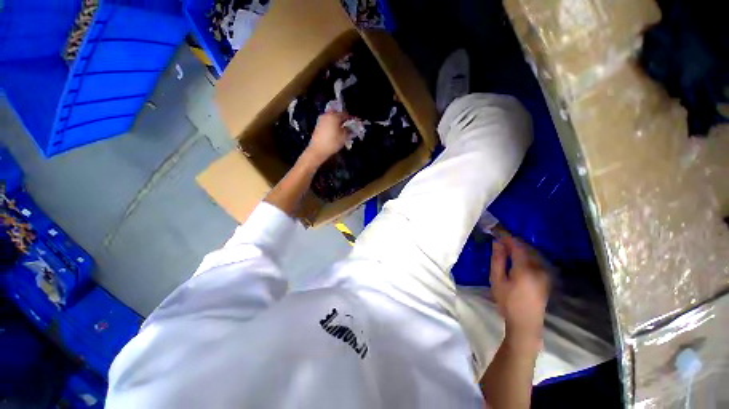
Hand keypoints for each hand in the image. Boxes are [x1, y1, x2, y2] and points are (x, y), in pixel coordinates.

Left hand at [304, 112, 349, 164]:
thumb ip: (349, 130)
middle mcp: (327, 115)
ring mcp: (321, 119)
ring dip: (337, 122)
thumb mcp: (344, 137)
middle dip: (344, 120)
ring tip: (342, 129)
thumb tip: (351, 127)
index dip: (351, 119)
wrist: (318, 150)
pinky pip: (328, 122)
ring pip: (332, 118)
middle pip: (338, 115)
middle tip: (349, 126)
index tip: (355, 123)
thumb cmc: (332, 142)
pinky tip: (335, 131)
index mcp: (334, 116)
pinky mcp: (318, 125)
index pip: (345, 114)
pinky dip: (332, 125)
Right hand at [490, 237, 550, 347]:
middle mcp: (539, 268)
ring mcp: (546, 273)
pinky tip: (517, 256)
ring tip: (506, 246)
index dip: (506, 236)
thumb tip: (498, 243)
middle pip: (527, 247)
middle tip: (499, 238)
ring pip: (533, 252)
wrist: (526, 323)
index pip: (517, 246)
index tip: (496, 230)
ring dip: (520, 246)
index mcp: (525, 269)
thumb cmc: (507, 302)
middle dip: (513, 240)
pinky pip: (537, 259)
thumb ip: (497, 260)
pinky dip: (526, 254)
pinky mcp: (547, 277)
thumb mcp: (496, 280)